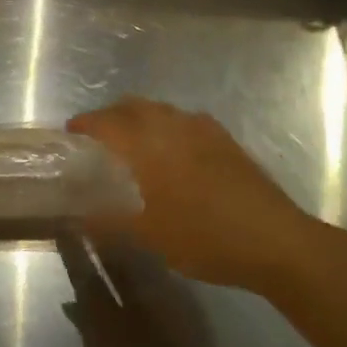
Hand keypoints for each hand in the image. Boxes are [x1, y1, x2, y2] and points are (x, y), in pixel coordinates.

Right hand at [67, 97, 319, 289]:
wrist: (276, 241)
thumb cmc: (204, 237)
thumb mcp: (148, 236)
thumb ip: (107, 221)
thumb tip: (76, 217)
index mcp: (147, 143)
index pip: (104, 121)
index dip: (83, 125)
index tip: (70, 135)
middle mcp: (171, 124)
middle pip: (131, 106)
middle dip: (109, 117)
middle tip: (98, 142)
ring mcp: (202, 128)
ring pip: (159, 110)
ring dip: (139, 120)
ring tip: (133, 147)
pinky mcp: (225, 138)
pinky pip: (184, 121)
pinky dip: (166, 128)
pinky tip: (172, 155)